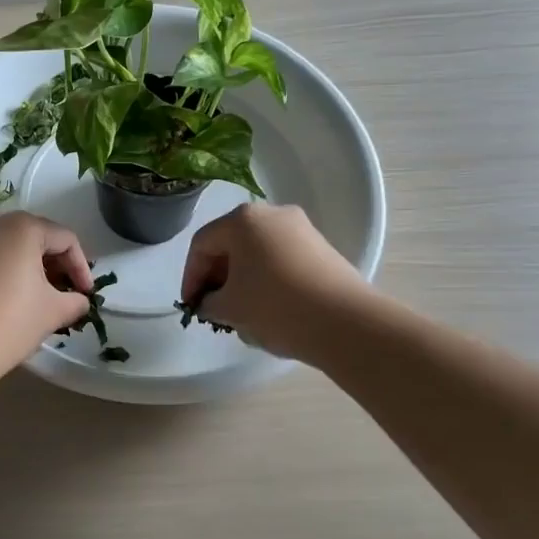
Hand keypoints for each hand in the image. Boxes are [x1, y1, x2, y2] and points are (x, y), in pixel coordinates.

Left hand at [0, 213, 93, 369]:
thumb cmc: (11, 320)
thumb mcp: (53, 311)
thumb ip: (74, 300)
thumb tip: (79, 301)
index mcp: (23, 226)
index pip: (65, 239)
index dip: (82, 267)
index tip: (86, 295)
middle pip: (38, 237)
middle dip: (57, 265)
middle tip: (68, 294)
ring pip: (13, 246)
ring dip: (33, 268)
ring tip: (43, 298)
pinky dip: (9, 271)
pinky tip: (15, 298)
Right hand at [180, 203, 370, 362]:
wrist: (347, 323)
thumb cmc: (276, 307)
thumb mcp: (230, 308)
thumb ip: (209, 303)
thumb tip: (212, 303)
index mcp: (242, 220)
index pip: (202, 245)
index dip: (191, 277)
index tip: (191, 306)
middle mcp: (272, 214)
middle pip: (231, 244)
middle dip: (218, 276)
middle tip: (213, 307)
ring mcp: (301, 229)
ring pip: (257, 252)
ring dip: (243, 279)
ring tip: (241, 312)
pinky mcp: (322, 248)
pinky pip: (282, 259)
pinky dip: (268, 278)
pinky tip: (270, 308)